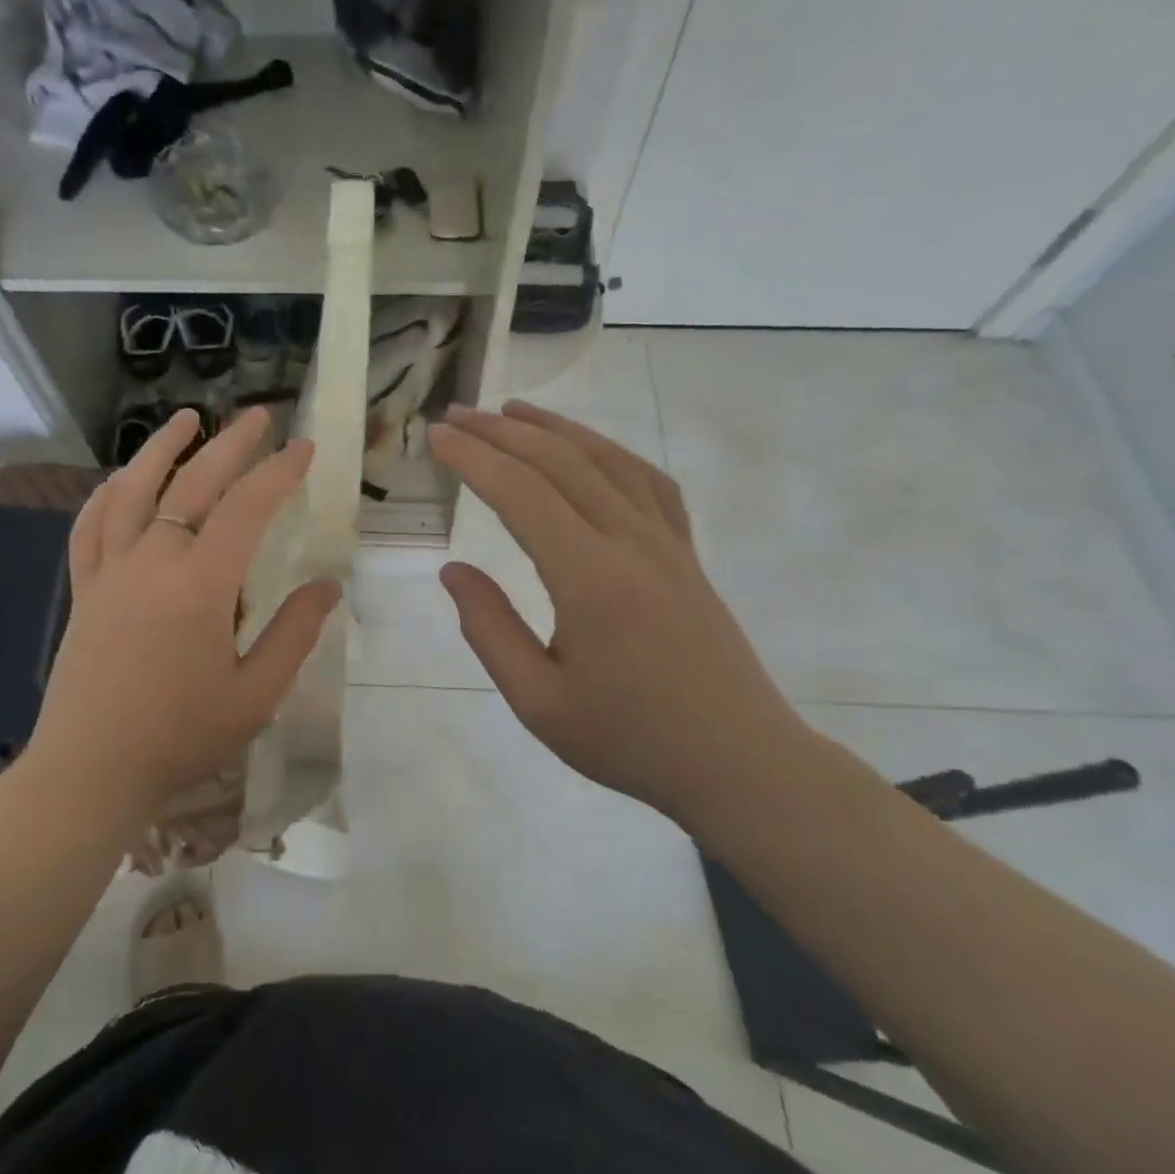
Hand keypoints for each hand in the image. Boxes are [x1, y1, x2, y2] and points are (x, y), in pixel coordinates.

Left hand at [28, 407, 339, 819]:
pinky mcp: (85, 589)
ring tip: (186, 418)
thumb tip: (328, 586)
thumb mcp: (255, 694)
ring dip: (161, 448)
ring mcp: (110, 571)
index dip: (279, 472)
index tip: (305, 447)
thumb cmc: (180, 737)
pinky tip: (119, 479)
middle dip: (231, 444)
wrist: (90, 772)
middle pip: (193, 483)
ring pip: (133, 490)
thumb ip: (294, 633)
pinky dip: (107, 494)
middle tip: (259, 415)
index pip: (246, 508)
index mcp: (200, 584)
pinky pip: (89, 526)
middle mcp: (152, 561)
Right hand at [430, 403, 805, 815]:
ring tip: (511, 411)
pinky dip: (609, 451)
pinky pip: (647, 481)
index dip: (473, 458)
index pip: (521, 493)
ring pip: (606, 460)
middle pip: (560, 462)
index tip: (436, 436)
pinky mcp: (686, 552)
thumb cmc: (630, 740)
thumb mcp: (539, 702)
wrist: (739, 762)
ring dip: (554, 428)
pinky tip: (589, 450)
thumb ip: (489, 629)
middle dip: (501, 432)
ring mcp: (667, 542)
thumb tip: (453, 571)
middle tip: (456, 415)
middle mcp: (630, 542)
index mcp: (590, 579)